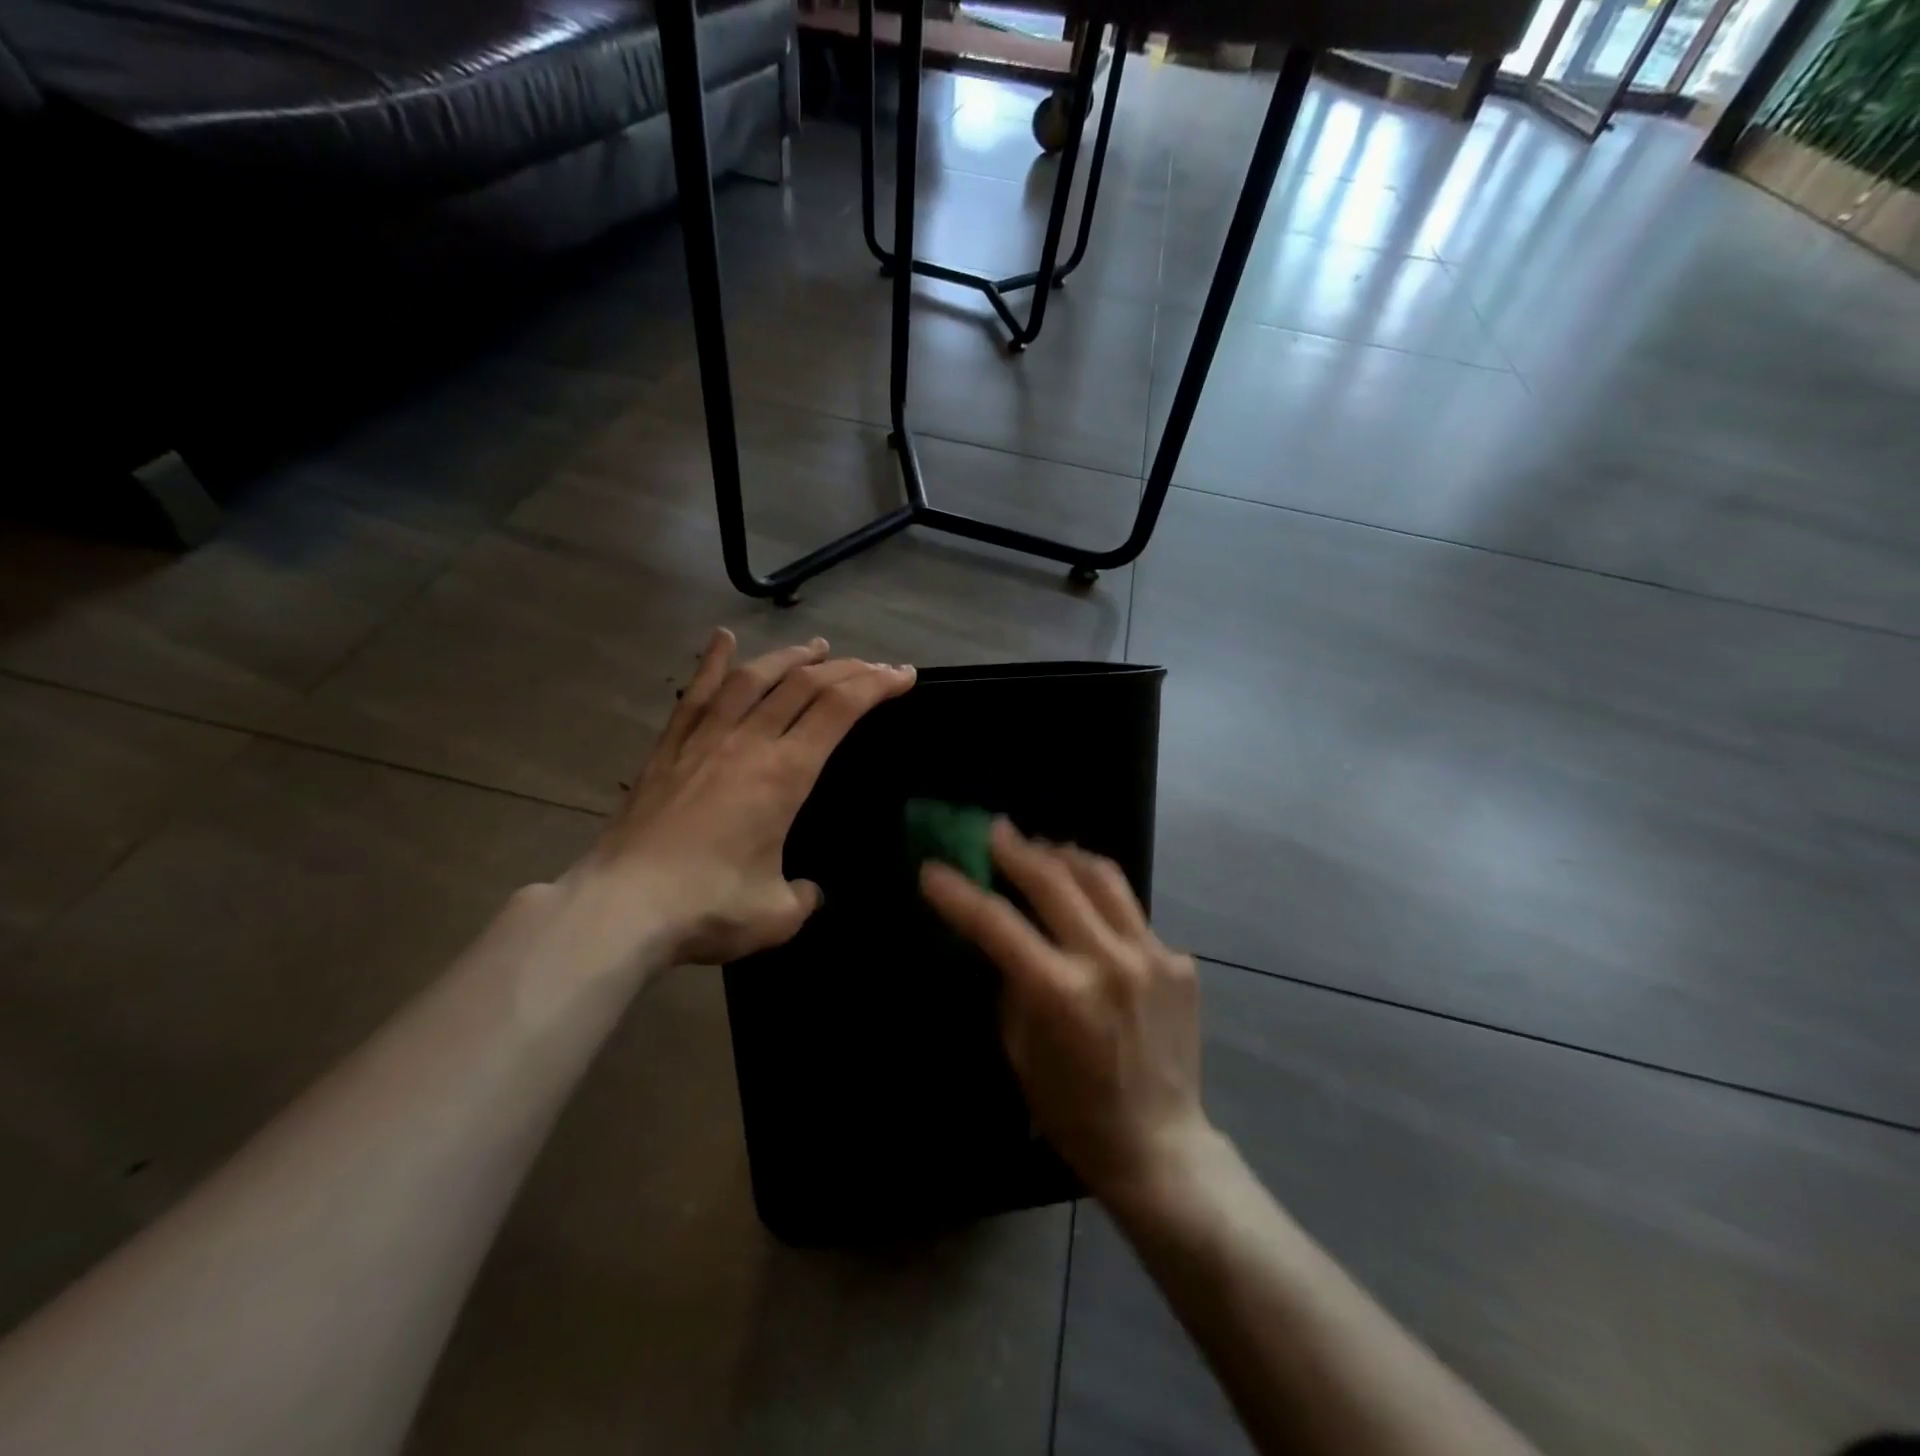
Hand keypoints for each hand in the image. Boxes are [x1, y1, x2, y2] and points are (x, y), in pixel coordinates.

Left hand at [568, 628, 914, 969]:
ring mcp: (704, 741)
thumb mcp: (776, 916)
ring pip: (754, 680)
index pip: (839, 710)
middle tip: (873, 666)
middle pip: (804, 685)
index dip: (876, 685)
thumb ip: (803, 898)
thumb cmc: (707, 908)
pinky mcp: (668, 751)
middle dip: (847, 669)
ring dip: (790, 658)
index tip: (903, 674)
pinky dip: (712, 664)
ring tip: (817, 648)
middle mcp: (748, 743)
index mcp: (784, 774)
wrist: (620, 908)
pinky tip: (723, 640)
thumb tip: (806, 891)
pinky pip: (694, 696)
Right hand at [920, 821, 1210, 1202]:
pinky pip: (1132, 914)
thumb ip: (1010, 982)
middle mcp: (1110, 962)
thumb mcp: (1020, 1049)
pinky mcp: (1180, 961)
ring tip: (1044, 848)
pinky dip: (1102, 903)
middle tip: (994, 830)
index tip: (932, 869)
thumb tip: (1000, 933)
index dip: (958, 892)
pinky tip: (1089, 911)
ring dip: (1065, 855)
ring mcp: (1153, 957)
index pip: (997, 923)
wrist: (1159, 1144)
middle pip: (1054, 881)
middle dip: (1016, 849)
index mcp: (1061, 993)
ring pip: (1103, 878)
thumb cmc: (1072, 1109)